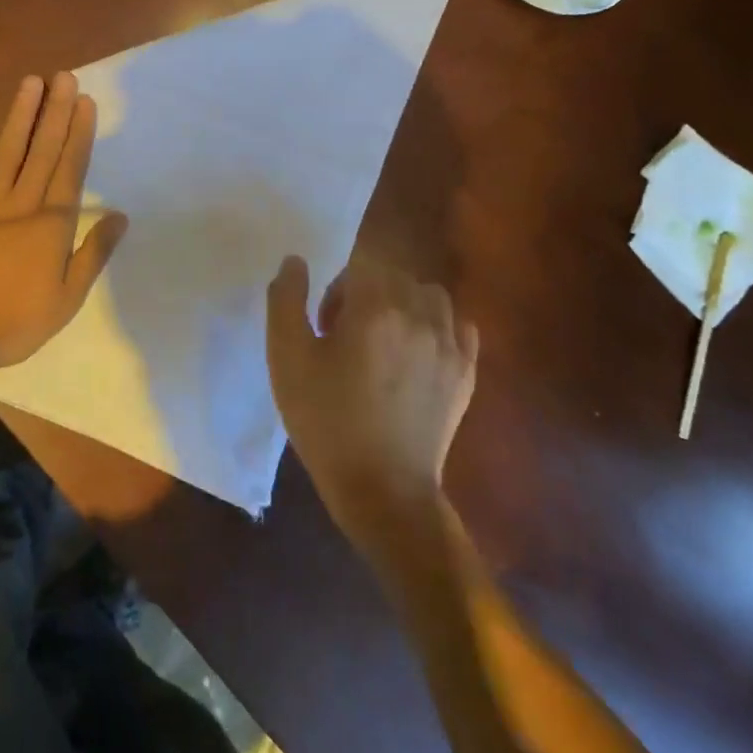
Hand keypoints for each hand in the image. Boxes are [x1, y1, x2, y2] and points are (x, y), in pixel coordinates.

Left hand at [0, 72, 127, 379]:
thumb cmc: (15, 321)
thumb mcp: (68, 297)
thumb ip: (94, 253)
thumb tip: (119, 216)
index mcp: (51, 224)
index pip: (71, 169)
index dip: (79, 134)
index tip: (86, 102)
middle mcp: (22, 202)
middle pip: (43, 150)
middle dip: (56, 112)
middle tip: (65, 77)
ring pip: (8, 149)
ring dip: (20, 113)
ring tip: (31, 81)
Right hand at [266, 257, 477, 547]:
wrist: (382, 490)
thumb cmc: (326, 421)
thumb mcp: (287, 359)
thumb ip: (287, 300)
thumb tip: (296, 262)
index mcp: (375, 309)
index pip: (360, 266)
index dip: (337, 289)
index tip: (324, 325)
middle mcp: (419, 317)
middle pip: (394, 277)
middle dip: (366, 294)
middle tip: (344, 337)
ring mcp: (449, 345)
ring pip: (429, 296)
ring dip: (404, 304)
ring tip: (383, 341)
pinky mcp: (465, 373)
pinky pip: (459, 326)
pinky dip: (438, 326)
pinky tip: (417, 353)